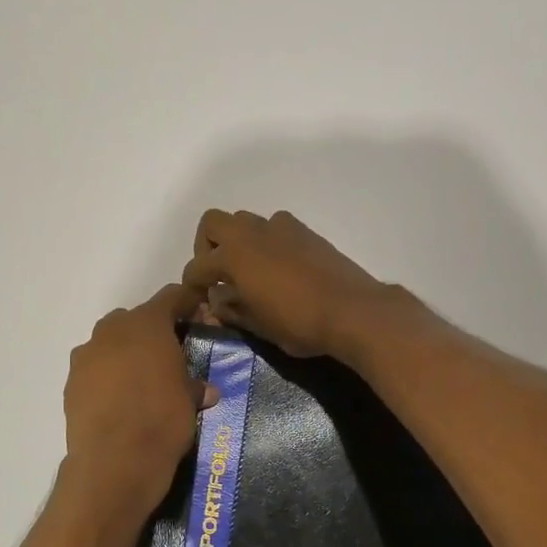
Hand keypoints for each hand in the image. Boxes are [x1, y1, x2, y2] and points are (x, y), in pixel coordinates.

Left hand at [59, 284, 210, 525]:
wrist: (114, 462)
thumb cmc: (162, 420)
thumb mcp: (190, 401)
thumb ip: (194, 385)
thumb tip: (205, 390)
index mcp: (147, 324)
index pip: (171, 297)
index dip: (187, 304)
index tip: (199, 315)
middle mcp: (112, 330)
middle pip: (135, 318)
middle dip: (152, 331)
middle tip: (169, 355)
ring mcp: (86, 355)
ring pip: (110, 342)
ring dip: (125, 353)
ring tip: (141, 381)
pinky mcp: (71, 382)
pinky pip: (94, 369)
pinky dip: (106, 377)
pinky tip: (118, 401)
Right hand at [180, 210, 390, 359]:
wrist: (353, 310)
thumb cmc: (300, 323)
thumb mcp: (259, 326)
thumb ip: (232, 310)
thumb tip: (217, 301)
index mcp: (234, 257)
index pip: (197, 267)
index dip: (192, 285)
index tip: (198, 300)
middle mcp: (252, 234)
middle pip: (213, 223)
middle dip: (207, 246)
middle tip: (218, 274)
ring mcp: (280, 228)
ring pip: (245, 220)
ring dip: (238, 240)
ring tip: (248, 270)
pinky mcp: (305, 231)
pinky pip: (274, 226)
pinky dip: (267, 240)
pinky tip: (278, 266)